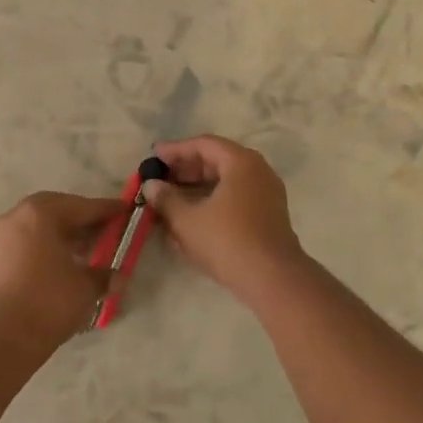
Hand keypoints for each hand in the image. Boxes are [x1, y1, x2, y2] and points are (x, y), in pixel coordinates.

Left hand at [0, 192, 125, 349]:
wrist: (2, 337)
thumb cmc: (50, 301)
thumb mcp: (86, 287)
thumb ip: (102, 275)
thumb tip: (115, 276)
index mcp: (40, 214)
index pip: (81, 206)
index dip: (106, 209)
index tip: (124, 208)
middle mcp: (15, 218)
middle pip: (54, 211)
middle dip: (79, 219)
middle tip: (101, 230)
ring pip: (35, 229)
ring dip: (59, 236)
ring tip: (82, 253)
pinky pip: (22, 247)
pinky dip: (41, 251)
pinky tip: (56, 269)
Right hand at [142, 136, 304, 300]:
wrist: (272, 278)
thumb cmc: (226, 240)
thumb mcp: (187, 219)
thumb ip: (166, 199)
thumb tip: (151, 186)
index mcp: (241, 162)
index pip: (204, 145)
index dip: (175, 149)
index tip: (153, 155)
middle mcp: (258, 171)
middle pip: (216, 161)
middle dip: (185, 170)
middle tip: (159, 178)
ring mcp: (266, 194)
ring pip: (225, 183)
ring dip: (196, 189)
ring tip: (169, 199)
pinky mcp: (267, 216)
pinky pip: (234, 200)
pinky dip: (211, 203)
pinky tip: (190, 218)